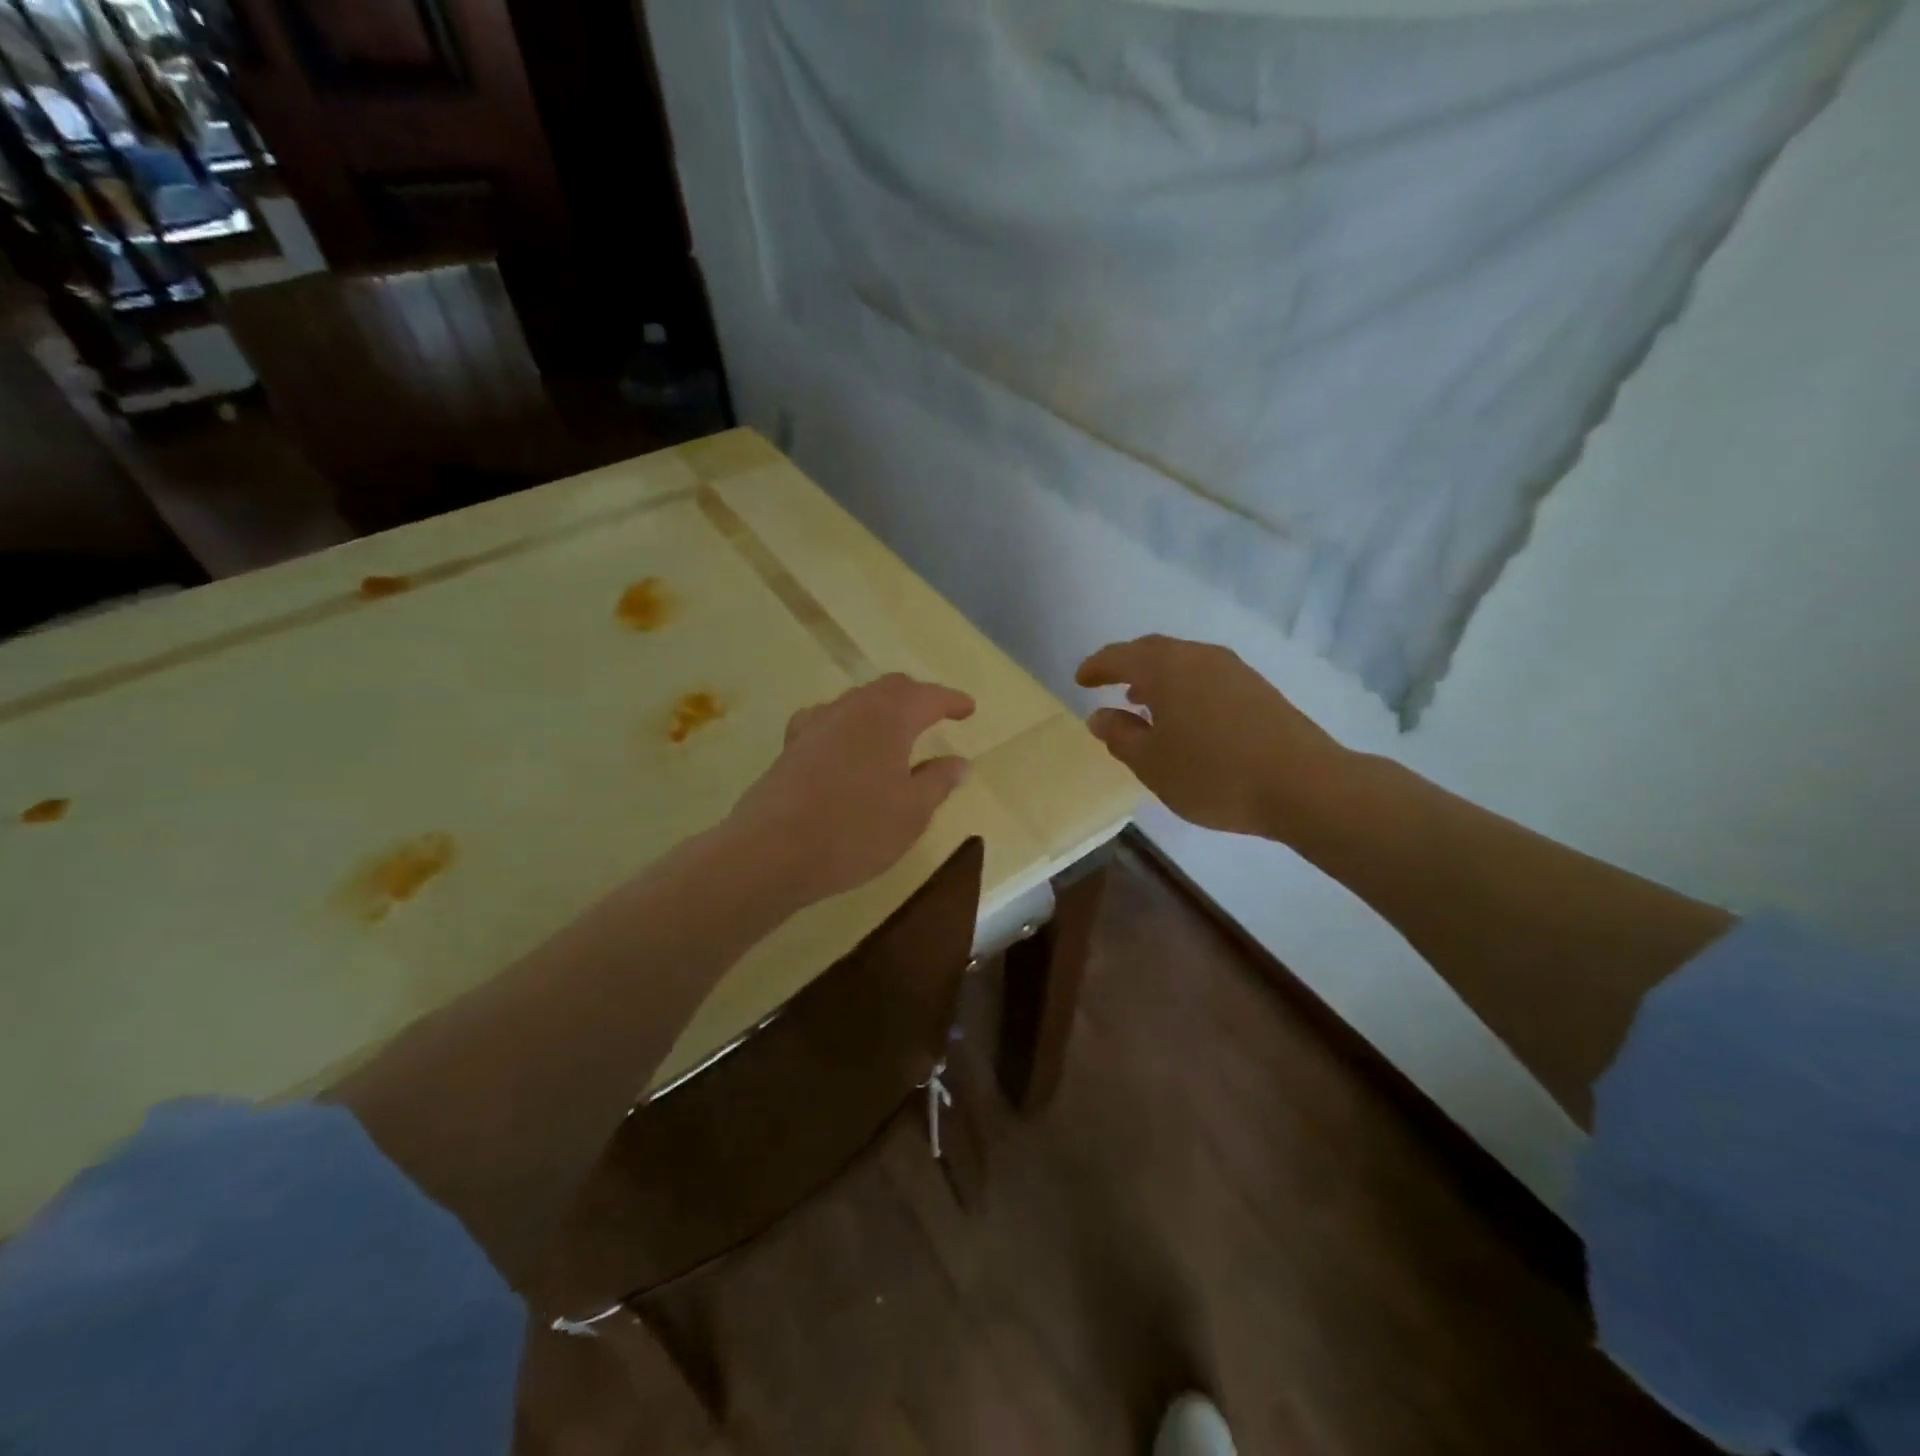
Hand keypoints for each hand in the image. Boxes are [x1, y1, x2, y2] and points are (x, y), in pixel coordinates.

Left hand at [726, 674, 975, 905]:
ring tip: (896, 729)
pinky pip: (828, 721)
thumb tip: (959, 762)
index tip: (968, 709)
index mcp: (888, 718)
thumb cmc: (855, 831)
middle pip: (890, 689)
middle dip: (917, 697)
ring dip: (882, 708)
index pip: (927, 697)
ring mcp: (816, 725)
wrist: (771, 851)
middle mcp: (851, 710)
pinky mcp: (791, 747)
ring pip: (857, 701)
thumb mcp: (911, 813)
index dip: (951, 700)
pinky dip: (849, 725)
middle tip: (936, 713)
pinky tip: (845, 745)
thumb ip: (938, 782)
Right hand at [1076, 635, 1344, 838]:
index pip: (1120, 656)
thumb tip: (1099, 716)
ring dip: (1156, 676)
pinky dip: (1183, 686)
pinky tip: (1184, 715)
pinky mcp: (1257, 688)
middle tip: (1107, 683)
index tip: (1080, 679)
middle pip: (1153, 650)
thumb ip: (1121, 736)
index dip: (1096, 666)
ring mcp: (1233, 669)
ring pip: (1182, 662)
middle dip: (1126, 665)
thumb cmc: (1214, 774)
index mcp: (1166, 668)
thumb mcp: (1153, 764)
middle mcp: (1199, 656)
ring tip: (1141, 700)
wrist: (1304, 784)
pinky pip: (1205, 675)